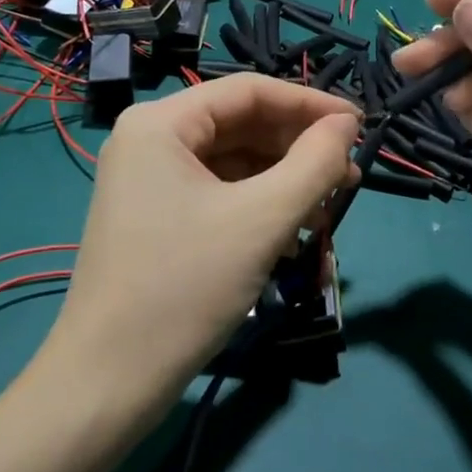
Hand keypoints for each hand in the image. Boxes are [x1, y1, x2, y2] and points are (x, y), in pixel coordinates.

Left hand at [37, 74, 358, 421]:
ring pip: (233, 163)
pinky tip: (291, 234)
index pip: (249, 91)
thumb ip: (314, 163)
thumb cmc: (185, 287)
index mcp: (161, 123)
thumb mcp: (262, 220)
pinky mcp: (155, 217)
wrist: (109, 381)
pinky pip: (218, 194)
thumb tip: (347, 124)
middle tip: (350, 176)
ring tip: (326, 212)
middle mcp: (149, 140)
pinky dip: (258, 208)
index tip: (361, 127)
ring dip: (283, 183)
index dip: (310, 104)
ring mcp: (149, 181)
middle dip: (298, 149)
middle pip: (241, 126)